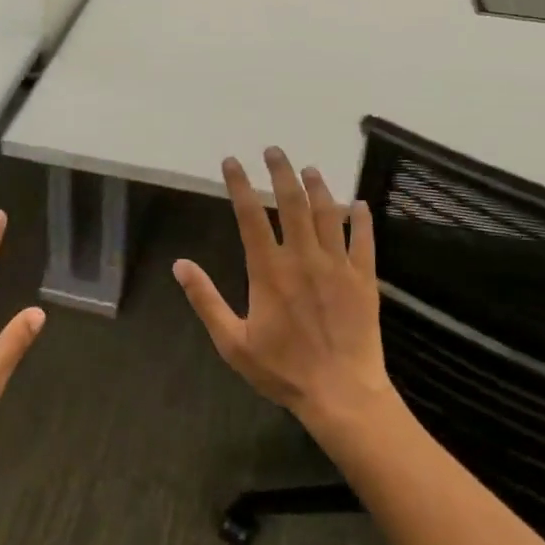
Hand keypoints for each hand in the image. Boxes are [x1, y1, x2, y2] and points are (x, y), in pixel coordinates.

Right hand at [173, 149, 391, 426]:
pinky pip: (364, 241)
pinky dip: (361, 219)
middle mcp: (303, 258)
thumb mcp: (232, 341)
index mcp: (268, 270)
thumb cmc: (283, 369)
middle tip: (274, 150)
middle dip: (281, 172)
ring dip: (318, 187)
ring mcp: (338, 266)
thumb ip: (206, 299)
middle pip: (292, 203)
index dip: (239, 185)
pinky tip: (359, 204)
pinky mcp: (364, 280)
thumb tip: (180, 265)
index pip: (249, 216)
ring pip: (328, 214)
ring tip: (309, 169)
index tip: (232, 161)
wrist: (342, 394)